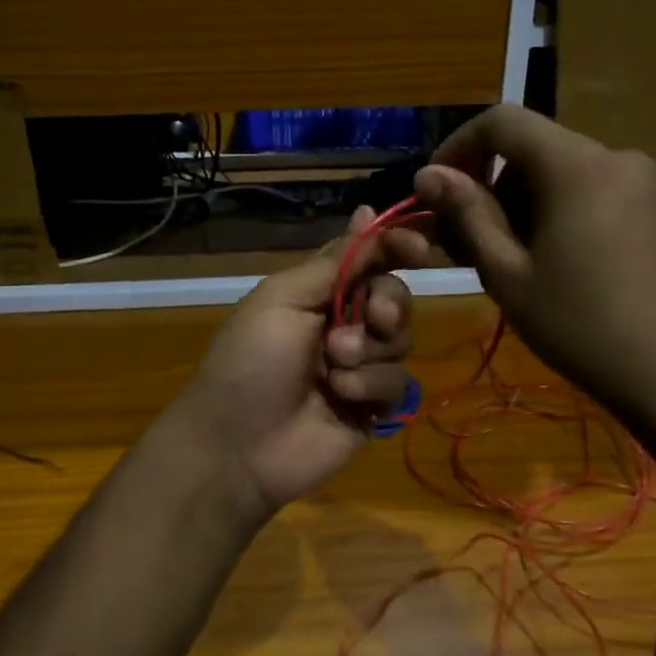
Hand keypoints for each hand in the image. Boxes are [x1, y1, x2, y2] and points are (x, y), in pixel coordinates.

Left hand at [171, 205, 428, 517]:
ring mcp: (361, 367)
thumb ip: (334, 260)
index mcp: (320, 292)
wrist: (237, 446)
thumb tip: (366, 210)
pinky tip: (341, 398)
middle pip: (395, 297)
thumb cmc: (251, 360)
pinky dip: (371, 386)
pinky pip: (399, 384)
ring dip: (370, 351)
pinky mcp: (374, 406)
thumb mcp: (284, 298)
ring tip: (334, 367)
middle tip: (371, 317)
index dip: (397, 248)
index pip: (371, 259)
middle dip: (388, 304)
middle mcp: (345, 324)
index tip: (418, 250)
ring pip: (401, 340)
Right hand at [413, 105, 655, 421]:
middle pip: (531, 147)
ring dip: (521, 200)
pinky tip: (551, 259)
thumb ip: (466, 214)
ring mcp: (642, 179)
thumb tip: (427, 173)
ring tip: (509, 259)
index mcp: (576, 166)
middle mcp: (614, 156)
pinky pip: (589, 187)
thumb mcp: (507, 273)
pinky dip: (556, 208)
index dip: (458, 146)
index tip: (437, 191)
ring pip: (559, 169)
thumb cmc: (579, 326)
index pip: (502, 121)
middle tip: (466, 241)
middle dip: (490, 184)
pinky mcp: (655, 204)